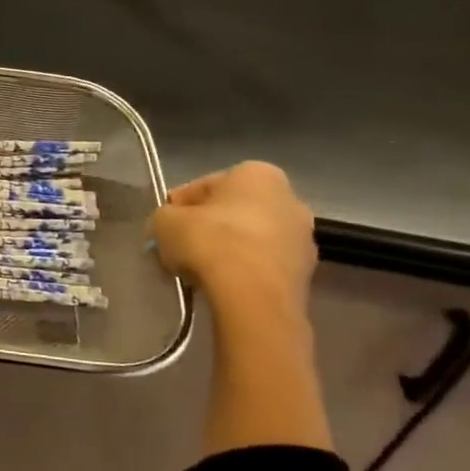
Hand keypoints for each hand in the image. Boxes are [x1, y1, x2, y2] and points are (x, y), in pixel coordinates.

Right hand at [152, 161, 316, 311]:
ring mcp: (302, 237)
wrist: (254, 297)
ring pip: (249, 239)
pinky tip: (221, 286)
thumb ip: (164, 217)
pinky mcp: (305, 272)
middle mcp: (289, 198)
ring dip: (225, 250)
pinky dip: (243, 271)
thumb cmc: (210, 242)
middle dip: (206, 228)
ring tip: (197, 272)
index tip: (164, 227)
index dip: (178, 207)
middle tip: (179, 249)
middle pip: (232, 212)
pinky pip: (262, 264)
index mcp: (257, 173)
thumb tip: (169, 227)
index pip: (204, 186)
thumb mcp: (164, 221)